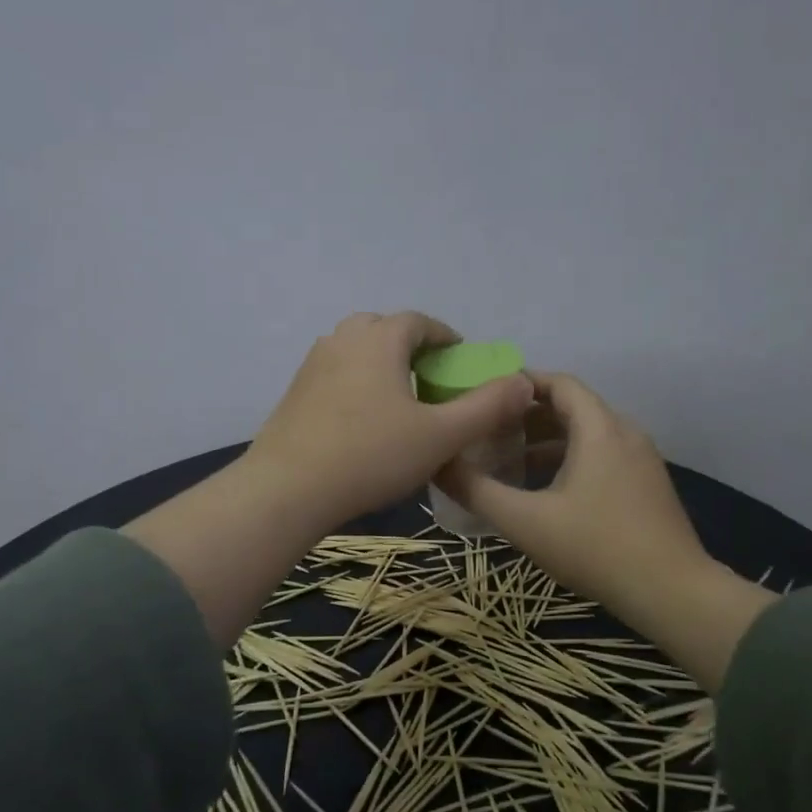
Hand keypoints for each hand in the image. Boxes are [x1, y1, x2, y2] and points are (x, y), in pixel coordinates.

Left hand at [244, 312, 533, 534]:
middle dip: (411, 347)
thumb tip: (524, 382)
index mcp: (379, 339)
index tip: (461, 362)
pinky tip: (363, 422)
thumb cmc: (371, 456)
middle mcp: (342, 340)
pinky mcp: (294, 393)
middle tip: (430, 380)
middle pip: (383, 329)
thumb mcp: (440, 436)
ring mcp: (312, 365)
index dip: (446, 338)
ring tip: (399, 401)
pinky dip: (356, 384)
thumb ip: (486, 408)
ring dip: (381, 364)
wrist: (287, 489)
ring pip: (355, 350)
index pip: (419, 322)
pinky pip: (335, 374)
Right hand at [440, 372, 774, 691]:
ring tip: (510, 460)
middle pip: (573, 406)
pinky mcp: (648, 484)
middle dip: (528, 415)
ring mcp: (642, 459)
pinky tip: (548, 490)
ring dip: (549, 441)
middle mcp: (625, 432)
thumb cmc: (596, 548)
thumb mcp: (525, 522)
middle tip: (489, 430)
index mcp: (599, 428)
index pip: (559, 383)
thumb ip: (477, 490)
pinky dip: (571, 459)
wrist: (671, 591)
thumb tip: (437, 464)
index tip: (485, 396)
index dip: (521, 383)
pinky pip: (603, 455)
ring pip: (589, 434)